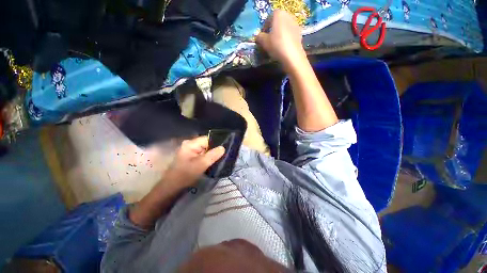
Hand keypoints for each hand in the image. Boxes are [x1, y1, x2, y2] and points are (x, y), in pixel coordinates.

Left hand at [163, 136, 224, 187]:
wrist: (172, 187)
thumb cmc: (185, 175)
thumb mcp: (201, 164)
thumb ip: (213, 155)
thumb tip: (223, 148)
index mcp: (191, 144)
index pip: (208, 139)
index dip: (216, 143)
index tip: (224, 150)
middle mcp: (190, 145)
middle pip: (207, 144)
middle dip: (214, 150)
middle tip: (223, 156)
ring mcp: (190, 151)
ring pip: (205, 150)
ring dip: (211, 155)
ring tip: (219, 160)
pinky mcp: (191, 157)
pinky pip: (202, 154)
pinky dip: (208, 158)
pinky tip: (212, 163)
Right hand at [256, 10, 305, 67]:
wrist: (292, 56)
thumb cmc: (276, 45)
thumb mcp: (264, 42)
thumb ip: (259, 37)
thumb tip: (258, 37)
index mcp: (279, 14)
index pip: (268, 19)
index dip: (264, 28)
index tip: (262, 37)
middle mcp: (288, 16)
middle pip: (277, 23)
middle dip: (272, 31)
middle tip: (268, 41)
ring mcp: (295, 25)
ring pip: (284, 29)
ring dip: (279, 36)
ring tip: (275, 46)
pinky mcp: (299, 34)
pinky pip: (289, 35)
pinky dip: (285, 40)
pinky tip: (282, 49)